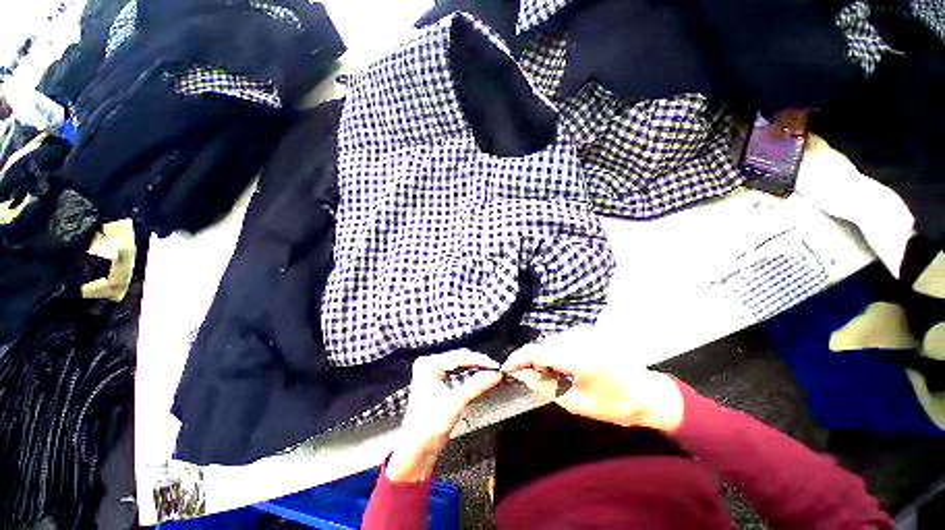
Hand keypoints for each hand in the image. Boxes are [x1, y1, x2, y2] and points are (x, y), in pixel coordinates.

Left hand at [386, 350, 503, 481]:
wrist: (417, 451)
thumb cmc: (426, 429)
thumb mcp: (455, 403)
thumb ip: (476, 386)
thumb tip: (494, 374)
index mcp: (427, 365)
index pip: (458, 357)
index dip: (478, 360)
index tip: (494, 365)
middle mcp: (429, 365)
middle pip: (459, 359)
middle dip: (478, 364)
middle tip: (495, 370)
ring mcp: (433, 373)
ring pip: (460, 365)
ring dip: (475, 370)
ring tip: (490, 373)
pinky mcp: (439, 382)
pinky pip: (458, 373)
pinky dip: (470, 376)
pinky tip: (480, 378)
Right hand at [502, 326, 684, 431]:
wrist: (646, 393)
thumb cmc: (613, 404)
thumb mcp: (575, 403)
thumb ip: (544, 387)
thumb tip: (521, 375)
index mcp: (577, 358)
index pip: (536, 352)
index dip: (517, 359)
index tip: (506, 368)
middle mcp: (578, 339)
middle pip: (541, 346)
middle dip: (530, 361)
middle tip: (529, 379)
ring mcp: (583, 333)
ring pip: (549, 342)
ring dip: (543, 357)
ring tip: (548, 377)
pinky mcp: (586, 332)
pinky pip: (560, 341)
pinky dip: (554, 353)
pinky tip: (561, 368)